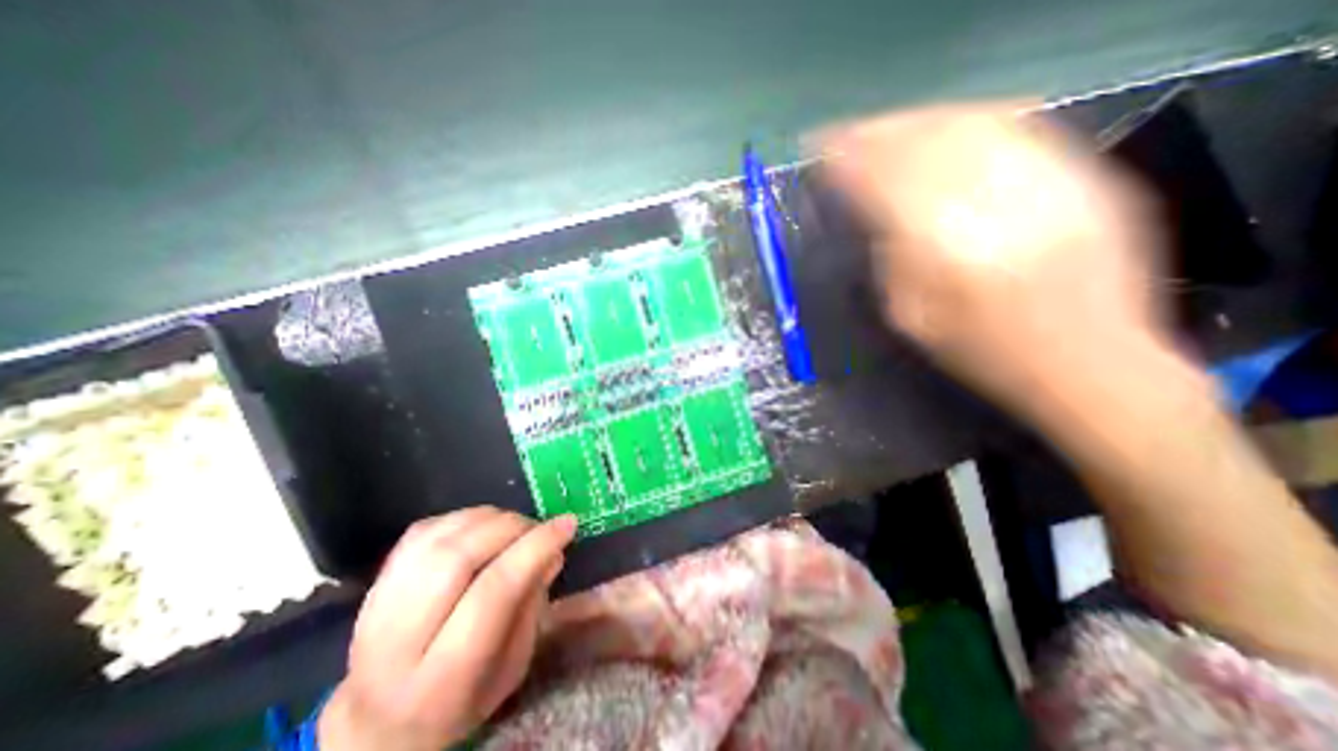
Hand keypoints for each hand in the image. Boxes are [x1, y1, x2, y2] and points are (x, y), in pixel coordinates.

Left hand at [323, 505, 579, 749]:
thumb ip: (532, 607)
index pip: (493, 592)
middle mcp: (397, 643)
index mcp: (440, 680)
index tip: (568, 524)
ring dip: (489, 518)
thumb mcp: (511, 668)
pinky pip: (424, 529)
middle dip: (512, 528)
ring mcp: (376, 609)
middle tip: (539, 526)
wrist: (379, 723)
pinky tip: (482, 528)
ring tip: (513, 526)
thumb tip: (553, 551)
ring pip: (440, 537)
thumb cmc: (461, 700)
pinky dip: (463, 518)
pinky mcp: (375, 583)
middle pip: (459, 558)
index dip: (535, 548)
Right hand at [811, 104, 1168, 425]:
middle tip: (843, 136)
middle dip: (875, 134)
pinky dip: (967, 118)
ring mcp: (1045, 179)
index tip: (819, 152)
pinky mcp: (1080, 173)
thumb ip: (884, 260)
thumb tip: (867, 213)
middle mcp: (993, 201)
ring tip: (884, 129)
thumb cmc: (979, 351)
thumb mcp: (908, 317)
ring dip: (915, 121)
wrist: (1087, 359)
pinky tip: (942, 127)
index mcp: (942, 248)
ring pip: (967, 122)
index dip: (846, 160)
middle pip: (923, 141)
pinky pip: (1015, 124)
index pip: (882, 181)